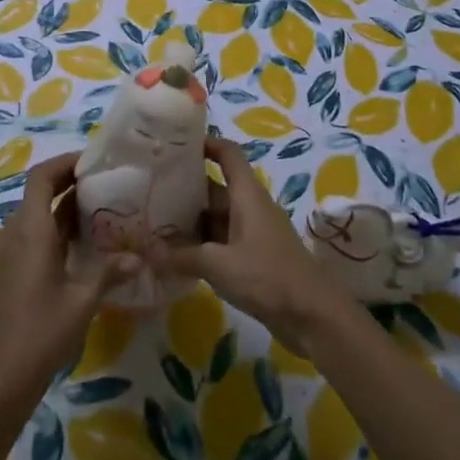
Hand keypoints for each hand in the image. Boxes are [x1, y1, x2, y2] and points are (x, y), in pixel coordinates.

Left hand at [0, 153, 139, 420]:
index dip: (65, 162)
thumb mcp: (82, 301)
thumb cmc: (40, 333)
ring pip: (37, 215)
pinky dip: (56, 229)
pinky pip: (33, 235)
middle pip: (39, 192)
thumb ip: (109, 272)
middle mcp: (15, 232)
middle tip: (106, 183)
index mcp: (30, 230)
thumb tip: (140, 257)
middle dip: (70, 183)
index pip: (41, 176)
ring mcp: (8, 252)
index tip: (93, 162)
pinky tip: (84, 244)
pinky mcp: (9, 270)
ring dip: (64, 207)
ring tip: (102, 210)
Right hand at [158, 138, 341, 350]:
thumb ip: (181, 256)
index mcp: (247, 194)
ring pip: (215, 217)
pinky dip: (200, 246)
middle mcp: (250, 207)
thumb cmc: (268, 276)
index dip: (205, 143)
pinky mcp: (253, 258)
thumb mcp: (219, 264)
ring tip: (153, 224)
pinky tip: (175, 257)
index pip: (228, 153)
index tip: (175, 145)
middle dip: (185, 189)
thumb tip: (146, 250)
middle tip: (148, 191)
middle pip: (215, 188)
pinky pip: (221, 242)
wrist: (313, 316)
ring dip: (189, 221)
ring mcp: (252, 233)